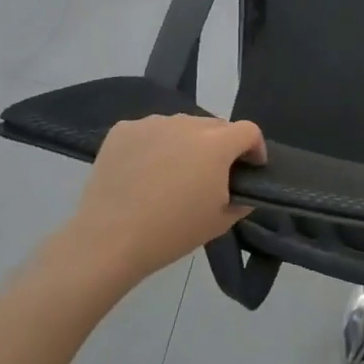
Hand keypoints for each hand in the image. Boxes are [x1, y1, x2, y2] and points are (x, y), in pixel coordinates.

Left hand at [42, 115, 264, 293]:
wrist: (109, 240)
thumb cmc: (172, 232)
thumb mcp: (220, 221)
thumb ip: (242, 199)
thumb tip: (243, 189)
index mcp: (216, 144)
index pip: (248, 130)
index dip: (255, 148)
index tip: (249, 169)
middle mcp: (186, 124)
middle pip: (215, 125)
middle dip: (221, 145)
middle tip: (210, 175)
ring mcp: (152, 123)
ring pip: (181, 126)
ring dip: (187, 142)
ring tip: (174, 172)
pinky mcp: (123, 129)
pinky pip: (150, 131)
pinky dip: (155, 144)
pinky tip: (144, 171)